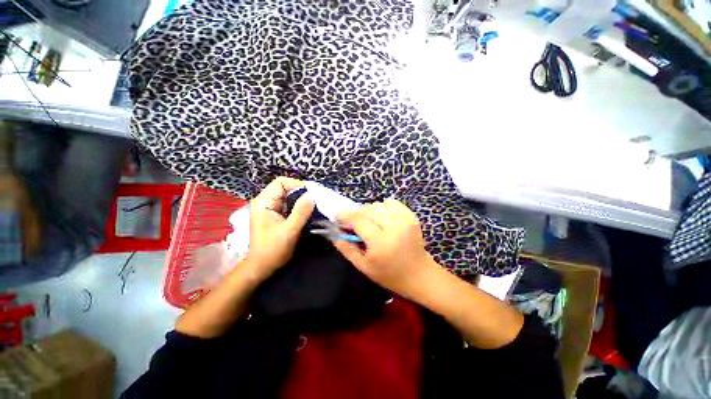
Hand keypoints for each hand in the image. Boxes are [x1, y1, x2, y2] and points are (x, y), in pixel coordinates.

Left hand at [244, 177, 314, 279]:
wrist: (262, 267)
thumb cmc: (273, 249)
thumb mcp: (289, 230)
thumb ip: (301, 212)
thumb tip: (312, 195)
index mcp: (264, 202)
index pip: (281, 182)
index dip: (298, 185)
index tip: (313, 193)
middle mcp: (266, 202)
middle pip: (286, 188)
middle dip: (302, 192)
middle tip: (317, 199)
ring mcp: (271, 208)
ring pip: (289, 196)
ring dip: (302, 200)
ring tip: (316, 205)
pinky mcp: (277, 215)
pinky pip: (290, 205)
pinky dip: (300, 206)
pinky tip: (309, 212)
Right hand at [332, 199, 436, 296]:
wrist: (419, 275)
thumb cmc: (389, 275)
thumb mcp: (363, 266)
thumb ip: (346, 248)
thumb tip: (333, 232)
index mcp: (381, 241)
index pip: (358, 220)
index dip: (345, 216)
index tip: (337, 217)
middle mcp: (394, 226)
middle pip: (367, 210)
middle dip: (356, 214)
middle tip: (353, 224)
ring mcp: (405, 219)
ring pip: (378, 205)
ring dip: (369, 211)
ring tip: (369, 223)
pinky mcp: (411, 216)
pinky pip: (391, 203)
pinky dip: (383, 208)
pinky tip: (383, 219)